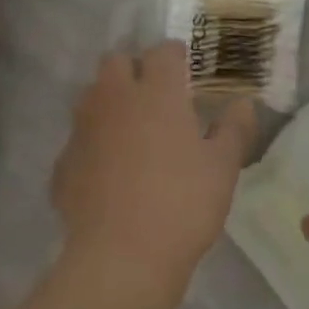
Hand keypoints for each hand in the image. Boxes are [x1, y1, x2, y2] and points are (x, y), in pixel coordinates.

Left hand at [52, 43, 258, 283]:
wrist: (121, 257)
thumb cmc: (182, 204)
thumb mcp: (223, 167)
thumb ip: (234, 129)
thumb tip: (245, 103)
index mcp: (156, 92)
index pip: (162, 51)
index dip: (174, 55)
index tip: (185, 68)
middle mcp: (114, 98)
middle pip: (116, 61)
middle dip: (133, 68)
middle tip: (155, 95)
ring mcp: (83, 129)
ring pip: (92, 96)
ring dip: (109, 102)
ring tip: (131, 131)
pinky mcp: (63, 162)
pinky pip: (79, 140)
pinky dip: (93, 145)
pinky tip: (108, 173)